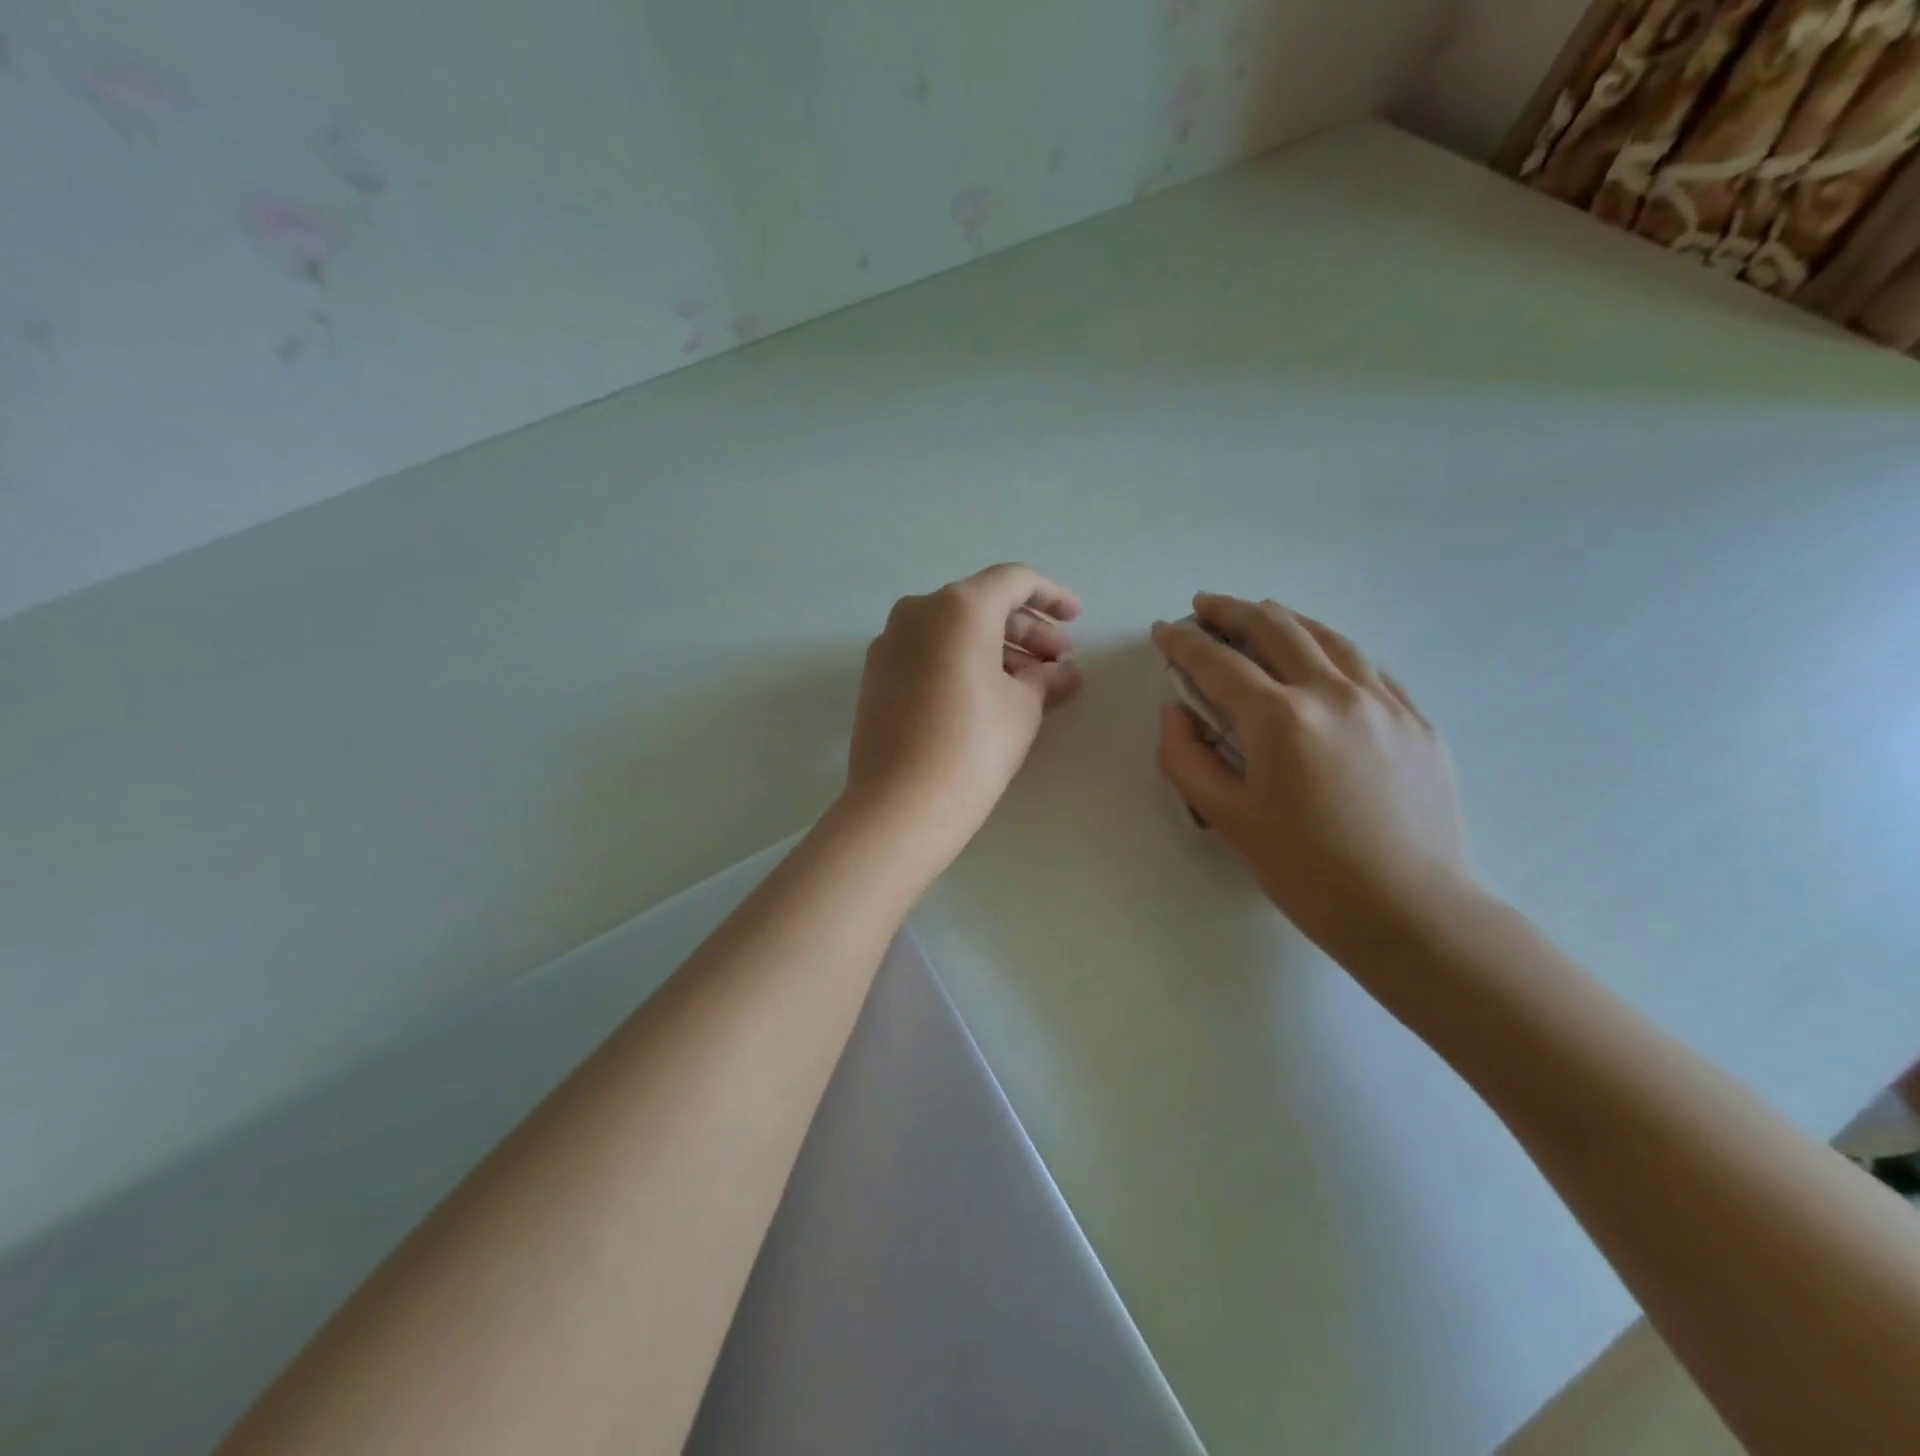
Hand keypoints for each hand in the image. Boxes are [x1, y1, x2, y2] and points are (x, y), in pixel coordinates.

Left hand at [842, 563, 1081, 871]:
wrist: (900, 803)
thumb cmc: (974, 745)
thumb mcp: (1023, 708)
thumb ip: (1046, 678)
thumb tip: (1062, 673)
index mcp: (959, 606)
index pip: (1014, 581)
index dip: (1052, 596)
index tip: (1076, 620)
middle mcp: (918, 611)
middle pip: (982, 604)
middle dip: (1026, 629)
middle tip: (1058, 661)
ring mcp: (890, 642)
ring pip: (953, 630)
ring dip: (995, 647)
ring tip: (1029, 682)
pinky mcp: (876, 674)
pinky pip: (929, 652)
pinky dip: (962, 661)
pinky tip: (987, 693)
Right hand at [1153, 594, 1473, 952]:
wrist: (1411, 910)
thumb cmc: (1306, 870)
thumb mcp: (1227, 819)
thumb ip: (1187, 758)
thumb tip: (1177, 713)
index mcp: (1280, 718)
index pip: (1218, 663)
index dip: (1183, 643)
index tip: (1163, 630)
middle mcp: (1333, 693)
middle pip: (1275, 630)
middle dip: (1232, 611)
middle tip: (1204, 605)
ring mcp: (1382, 702)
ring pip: (1327, 638)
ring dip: (1285, 619)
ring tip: (1260, 613)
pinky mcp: (1415, 720)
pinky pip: (1368, 666)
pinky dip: (1332, 649)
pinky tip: (1322, 655)